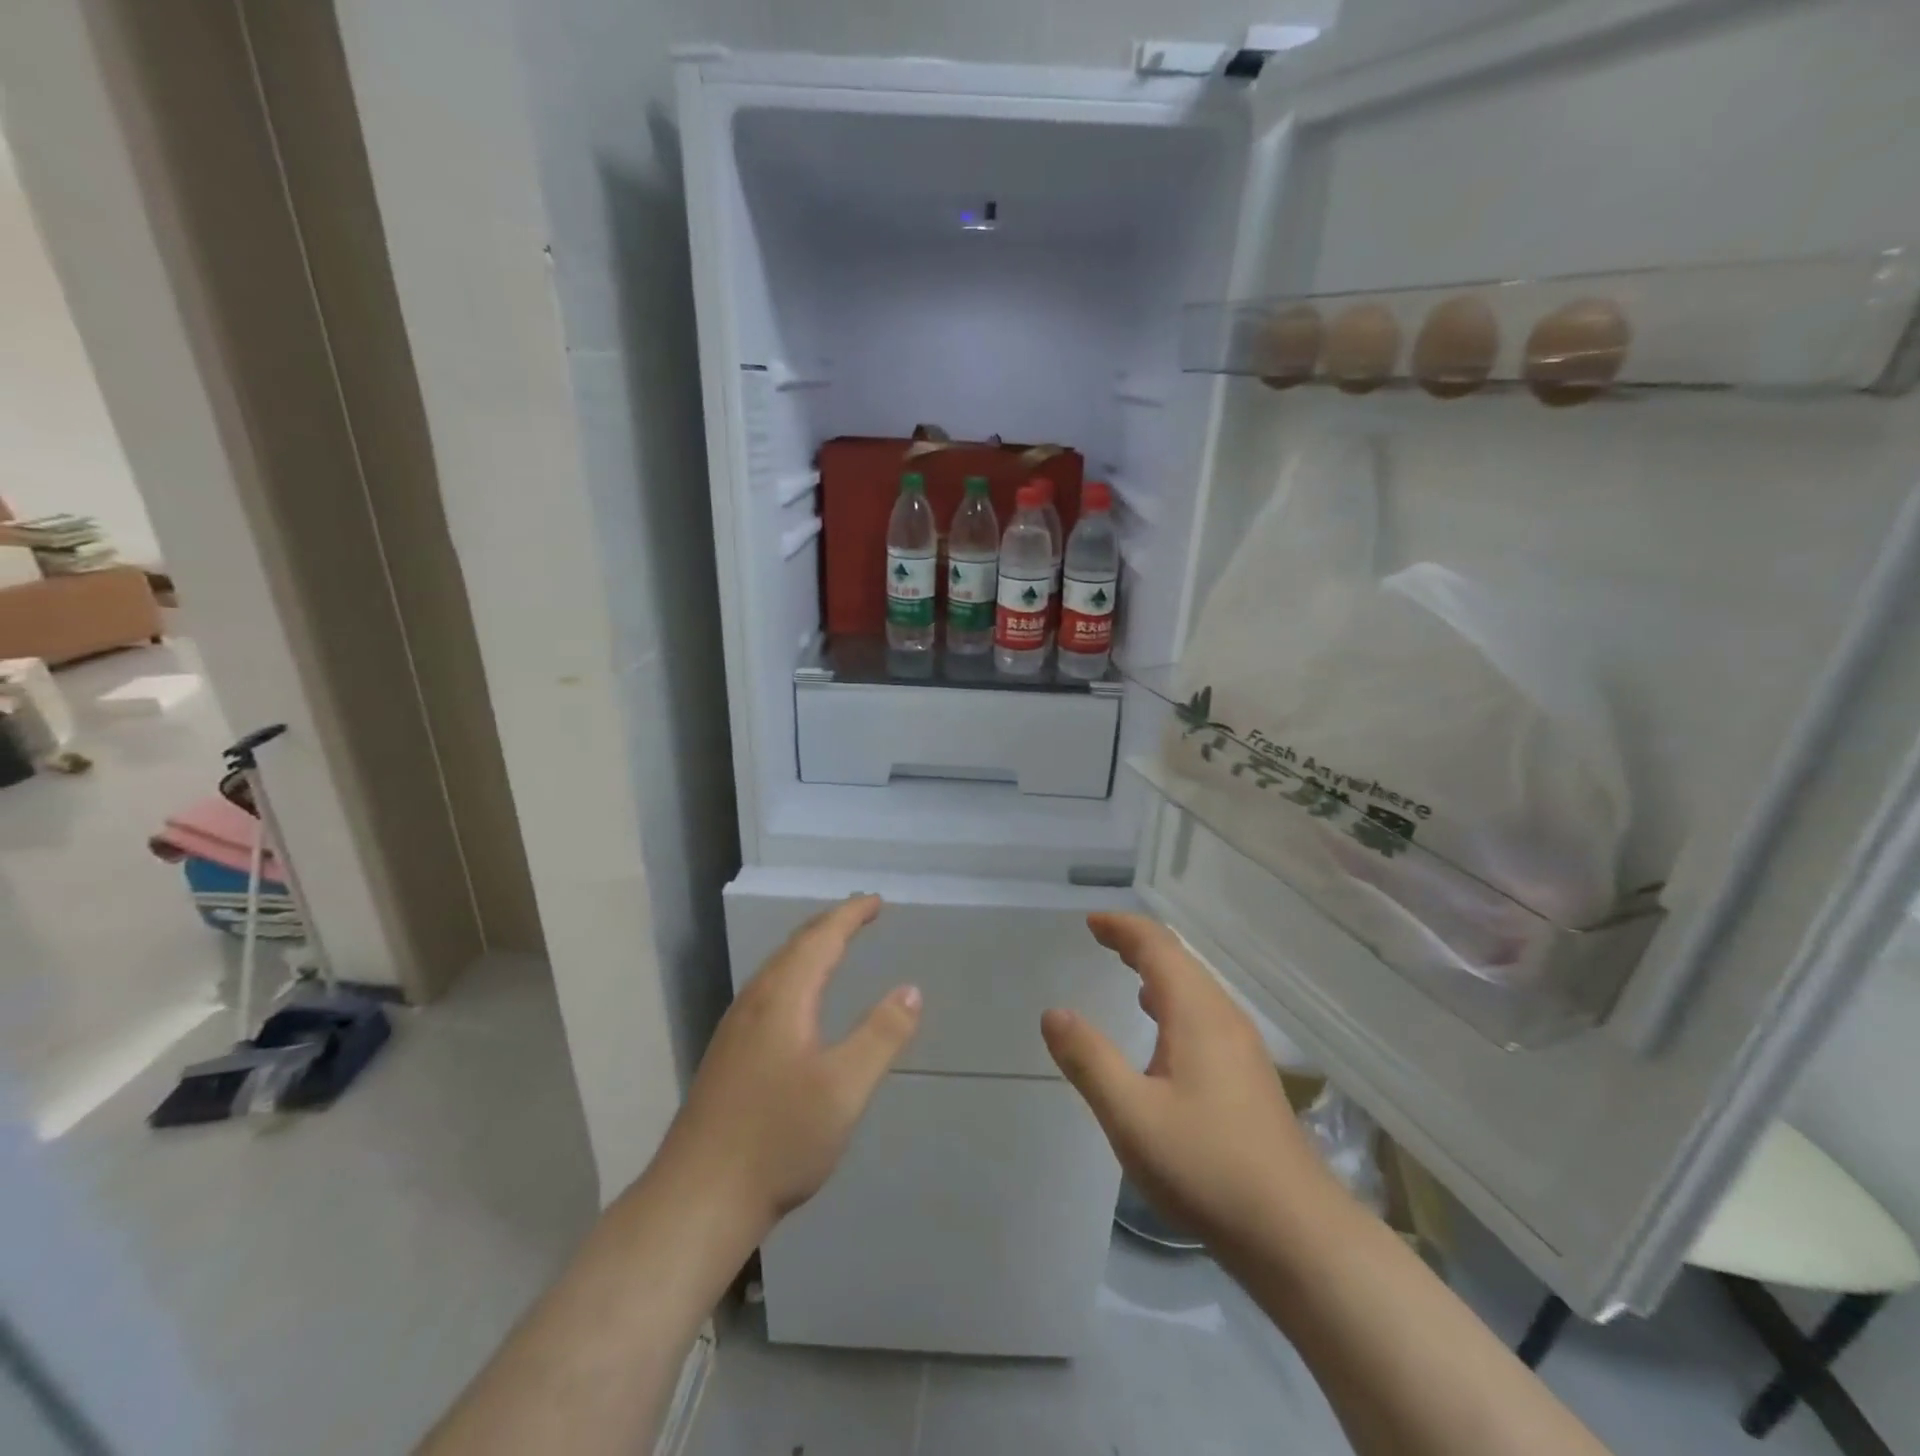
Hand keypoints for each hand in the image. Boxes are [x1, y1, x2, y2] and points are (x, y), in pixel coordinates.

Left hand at [660, 895, 920, 1230]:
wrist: (697, 1201)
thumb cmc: (778, 1140)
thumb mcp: (844, 1089)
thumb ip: (881, 1035)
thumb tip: (910, 990)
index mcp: (782, 998)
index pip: (820, 939)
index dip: (849, 915)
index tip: (875, 901)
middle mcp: (754, 1003)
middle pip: (794, 948)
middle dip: (829, 925)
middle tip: (860, 913)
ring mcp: (735, 1030)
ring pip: (776, 970)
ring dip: (808, 949)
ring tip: (833, 944)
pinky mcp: (727, 1055)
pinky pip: (767, 991)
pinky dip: (794, 974)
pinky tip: (797, 1001)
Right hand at [1041, 912, 1333, 1249]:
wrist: (1295, 1233)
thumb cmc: (1206, 1166)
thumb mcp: (1131, 1115)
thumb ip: (1089, 1060)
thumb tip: (1053, 1013)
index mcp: (1197, 1014)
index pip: (1158, 947)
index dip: (1123, 928)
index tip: (1091, 922)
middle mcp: (1224, 1018)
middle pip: (1180, 960)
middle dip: (1138, 943)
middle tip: (1101, 938)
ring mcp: (1243, 1047)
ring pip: (1195, 987)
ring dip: (1158, 969)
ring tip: (1126, 969)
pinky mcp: (1249, 1075)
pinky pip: (1204, 1013)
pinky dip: (1174, 999)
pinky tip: (1162, 1028)